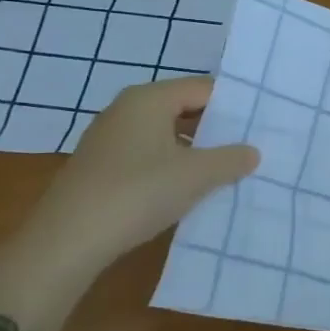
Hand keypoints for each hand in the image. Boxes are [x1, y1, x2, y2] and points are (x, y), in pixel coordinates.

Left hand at [3, 77, 258, 287]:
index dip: (235, 105)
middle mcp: (127, 109)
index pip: (204, 88)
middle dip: (217, 128)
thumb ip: (231, 159)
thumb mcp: (196, 175)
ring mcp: (110, 138)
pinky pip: (149, 154)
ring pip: (166, 134)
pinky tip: (189, 189)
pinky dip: (172, 166)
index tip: (263, 123)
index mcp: (149, 98)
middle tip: (252, 145)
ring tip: (227, 169)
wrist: (66, 242)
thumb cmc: (137, 193)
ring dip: (196, 150)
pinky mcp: (101, 167)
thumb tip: (252, 152)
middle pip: (184, 108)